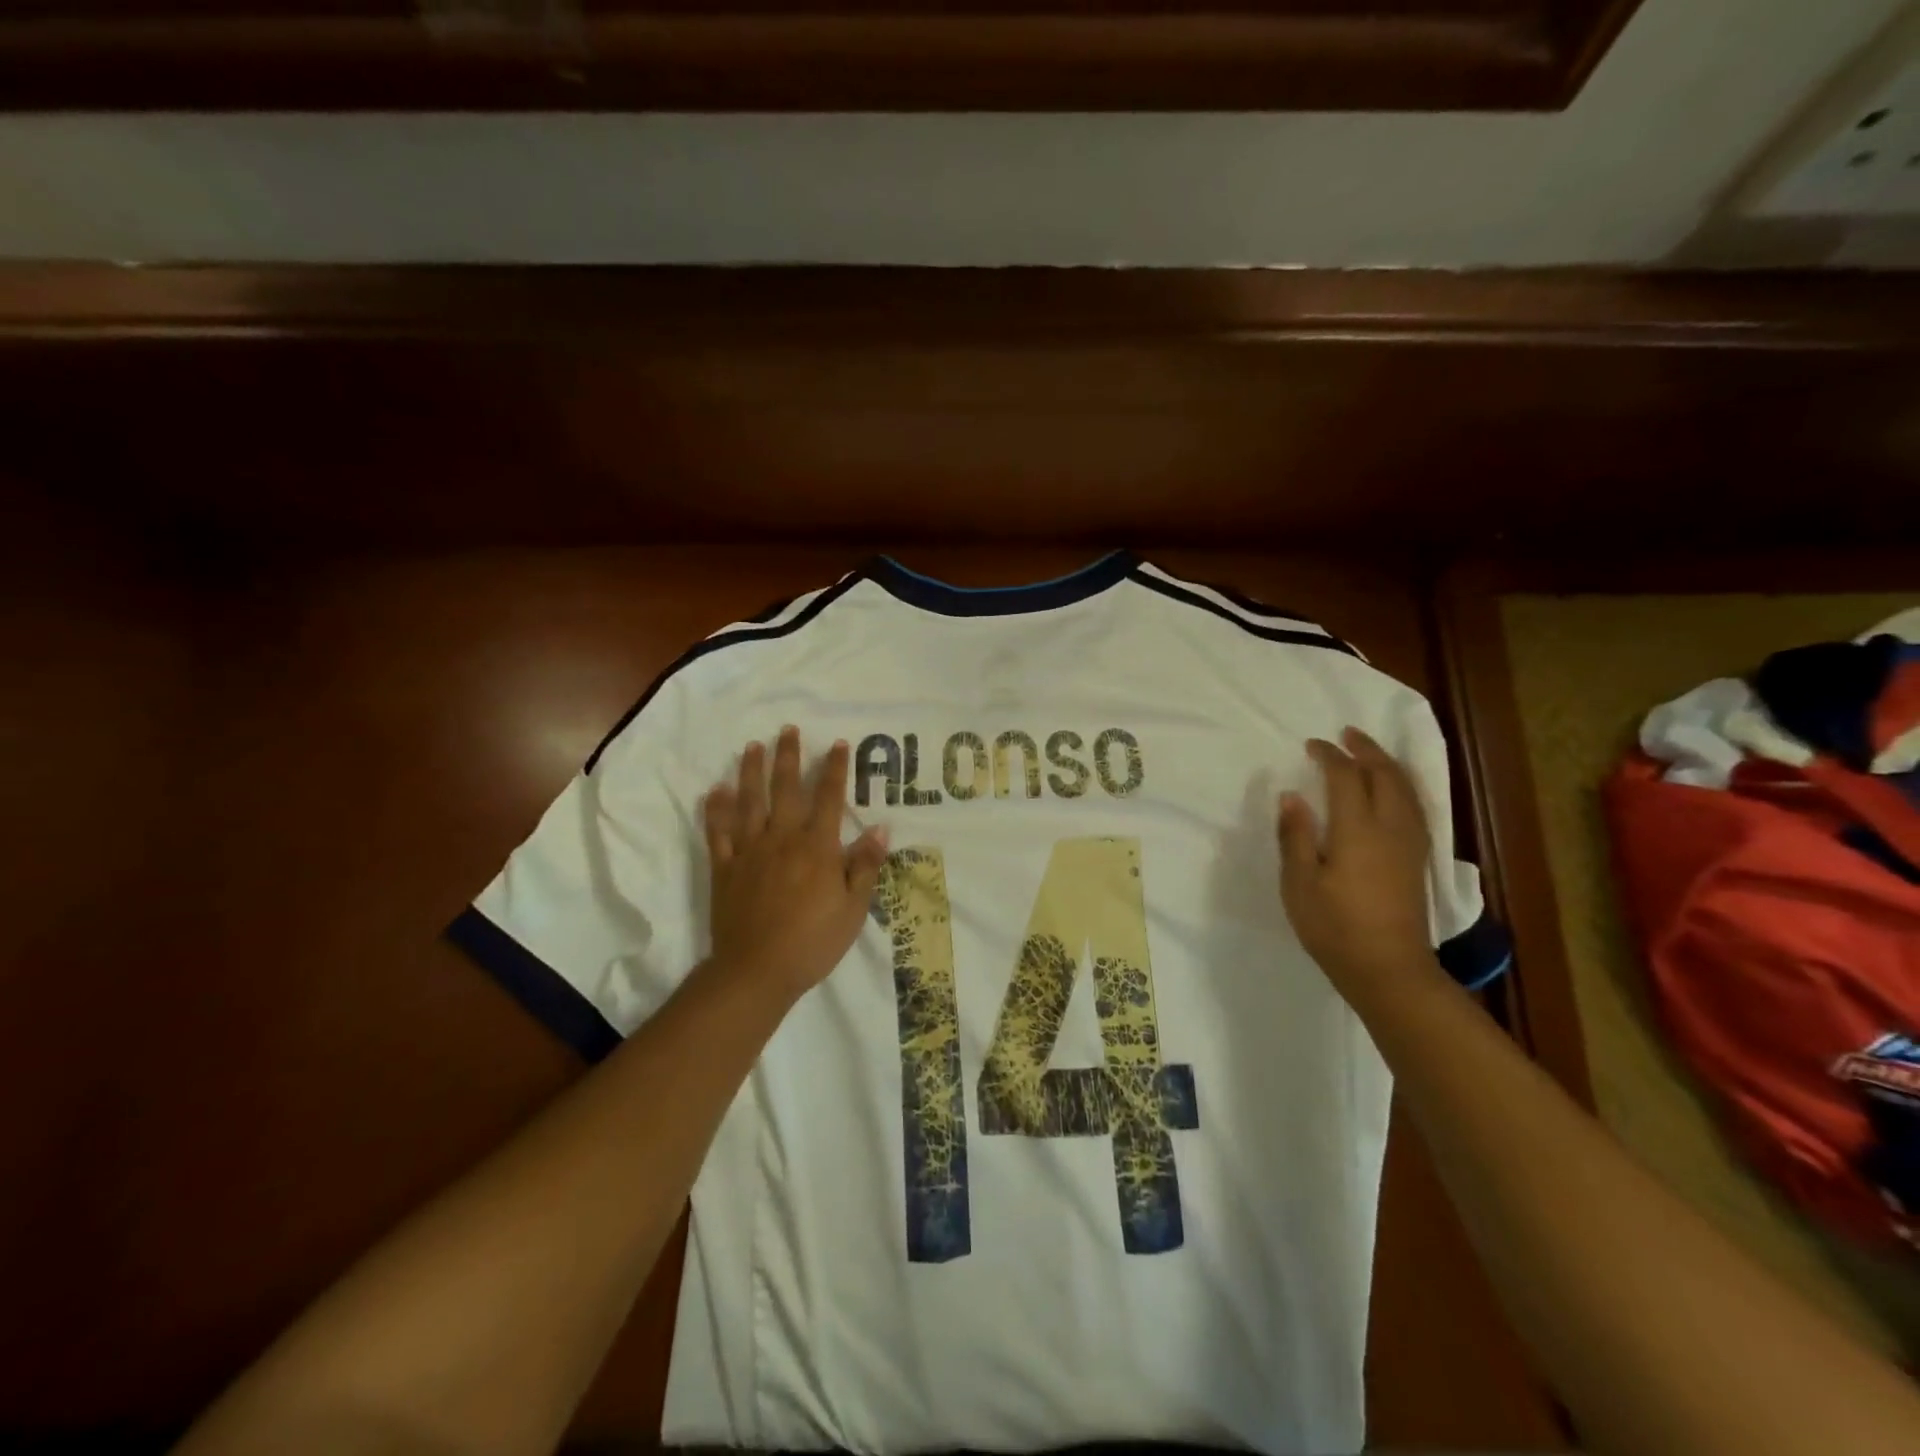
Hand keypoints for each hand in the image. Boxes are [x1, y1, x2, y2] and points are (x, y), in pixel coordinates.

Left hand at [703, 726, 889, 1000]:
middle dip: (789, 758)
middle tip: (788, 730)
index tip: (838, 744)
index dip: (835, 770)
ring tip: (752, 747)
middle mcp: (782, 839)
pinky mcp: (724, 868)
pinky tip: (715, 791)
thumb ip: (865, 866)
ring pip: (749, 802)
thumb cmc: (813, 942)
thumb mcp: (853, 908)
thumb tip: (881, 827)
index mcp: (817, 847)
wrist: (757, 971)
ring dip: (751, 772)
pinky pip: (718, 833)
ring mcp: (749, 851)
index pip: (829, 798)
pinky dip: (716, 810)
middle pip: (786, 790)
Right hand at [1278, 727, 1442, 998]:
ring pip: (1405, 789)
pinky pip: (1414, 806)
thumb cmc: (1334, 927)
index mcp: (1357, 830)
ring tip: (1369, 753)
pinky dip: (1401, 786)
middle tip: (1347, 734)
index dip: (1329, 756)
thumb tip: (1292, 796)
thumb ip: (1295, 836)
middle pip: (1384, 775)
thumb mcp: (1299, 883)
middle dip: (1365, 750)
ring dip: (1387, 764)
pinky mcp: (1417, 860)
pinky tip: (1392, 790)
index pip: (1346, 777)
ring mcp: (1409, 844)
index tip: (1312, 745)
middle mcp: (1390, 828)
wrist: (1388, 970)